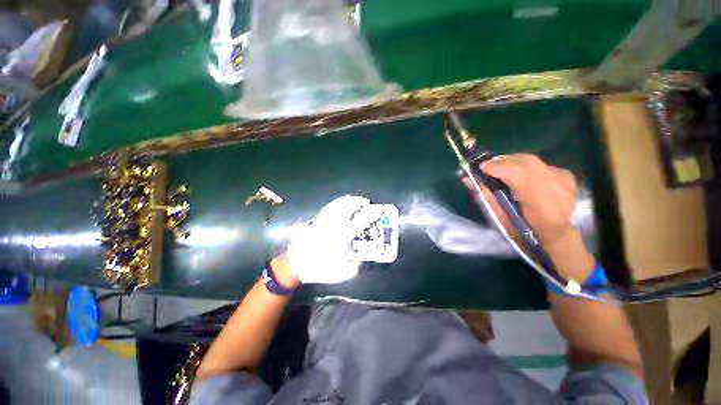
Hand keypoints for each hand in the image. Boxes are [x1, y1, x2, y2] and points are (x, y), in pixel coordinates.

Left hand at [286, 196, 370, 283]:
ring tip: (353, 199)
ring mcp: (324, 222)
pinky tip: (338, 204)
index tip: (376, 211)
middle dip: (357, 202)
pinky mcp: (316, 222)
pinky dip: (336, 203)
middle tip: (364, 201)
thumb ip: (354, 267)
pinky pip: (328, 208)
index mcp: (341, 236)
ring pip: (336, 205)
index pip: (359, 222)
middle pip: (346, 208)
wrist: (297, 265)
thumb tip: (360, 261)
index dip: (369, 215)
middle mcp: (333, 225)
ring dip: (346, 200)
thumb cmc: (319, 268)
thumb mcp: (341, 273)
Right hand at [462, 154, 593, 280]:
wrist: (561, 237)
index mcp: (541, 203)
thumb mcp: (501, 219)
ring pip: (532, 161)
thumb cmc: (526, 233)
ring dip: (512, 163)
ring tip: (500, 171)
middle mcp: (556, 186)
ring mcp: (564, 179)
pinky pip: (539, 164)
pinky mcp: (566, 175)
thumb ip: (486, 196)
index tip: (480, 167)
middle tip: (487, 167)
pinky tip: (519, 176)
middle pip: (525, 161)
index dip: (497, 167)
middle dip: (502, 161)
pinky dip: (525, 167)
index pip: (518, 174)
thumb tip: (468, 179)